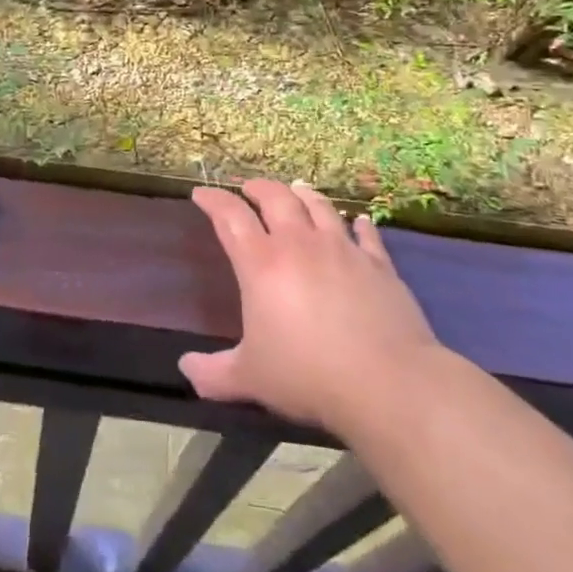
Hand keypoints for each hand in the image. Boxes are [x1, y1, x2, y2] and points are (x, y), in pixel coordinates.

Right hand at [182, 179, 439, 438]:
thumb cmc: (307, 375)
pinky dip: (357, 223)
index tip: (201, 193)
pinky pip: (365, 233)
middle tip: (248, 188)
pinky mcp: (378, 264)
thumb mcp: (250, 379)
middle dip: (258, 188)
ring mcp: (342, 249)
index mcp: (261, 264)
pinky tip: (357, 221)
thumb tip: (185, 368)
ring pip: (319, 206)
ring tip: (295, 189)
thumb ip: (213, 373)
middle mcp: (299, 244)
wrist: (387, 383)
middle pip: (275, 198)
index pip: (230, 217)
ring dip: (303, 194)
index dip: (213, 200)